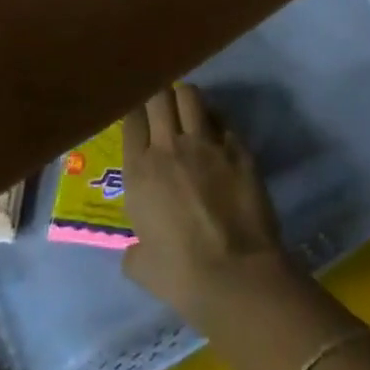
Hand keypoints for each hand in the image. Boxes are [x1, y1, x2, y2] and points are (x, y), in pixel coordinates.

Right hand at [121, 82, 288, 322]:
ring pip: (190, 96)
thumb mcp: (140, 266)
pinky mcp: (237, 147)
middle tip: (161, 105)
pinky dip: (215, 118)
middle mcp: (169, 146)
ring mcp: (206, 142)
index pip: (132, 119)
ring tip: (186, 107)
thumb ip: (135, 248)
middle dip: (158, 95)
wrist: (234, 273)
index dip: (135, 112)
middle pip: (159, 96)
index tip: (138, 115)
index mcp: (139, 170)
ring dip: (185, 97)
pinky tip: (215, 129)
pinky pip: (222, 118)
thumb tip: (138, 248)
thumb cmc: (180, 274)